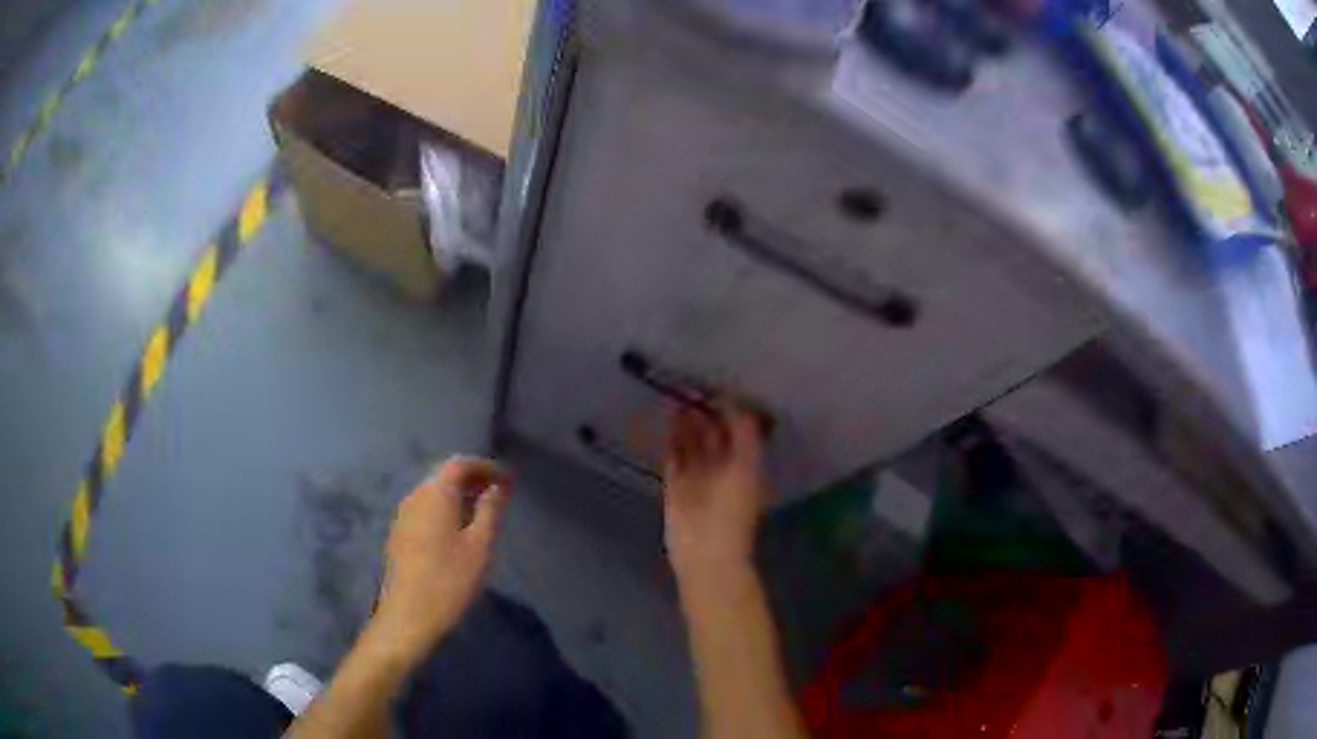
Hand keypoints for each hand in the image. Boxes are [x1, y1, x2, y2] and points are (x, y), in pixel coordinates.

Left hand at [366, 456, 508, 665]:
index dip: (485, 466)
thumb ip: (490, 511)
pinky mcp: (399, 535)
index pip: (459, 464)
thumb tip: (498, 485)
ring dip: (458, 495)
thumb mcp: (479, 546)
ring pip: (433, 493)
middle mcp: (415, 497)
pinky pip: (425, 509)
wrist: (407, 617)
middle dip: (472, 479)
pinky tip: (458, 531)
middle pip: (443, 475)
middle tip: (498, 493)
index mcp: (435, 494)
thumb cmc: (449, 580)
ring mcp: (403, 516)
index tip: (508, 478)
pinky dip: (445, 509)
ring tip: (482, 512)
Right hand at [662, 402, 768, 584]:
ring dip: (687, 423)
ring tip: (677, 399)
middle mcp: (723, 468)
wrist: (706, 551)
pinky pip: (674, 456)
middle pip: (715, 434)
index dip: (732, 410)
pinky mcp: (676, 486)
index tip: (719, 386)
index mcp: (746, 465)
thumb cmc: (733, 510)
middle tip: (693, 387)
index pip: (740, 430)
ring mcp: (698, 477)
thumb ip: (745, 434)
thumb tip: (737, 404)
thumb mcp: (747, 467)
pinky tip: (667, 420)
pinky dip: (671, 439)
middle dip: (707, 413)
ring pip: (692, 443)